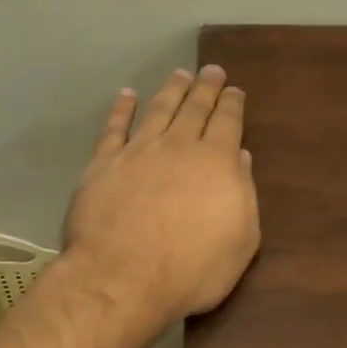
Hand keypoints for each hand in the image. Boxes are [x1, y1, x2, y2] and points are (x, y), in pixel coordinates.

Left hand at [63, 65, 260, 322]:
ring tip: (179, 74)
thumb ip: (243, 194)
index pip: (228, 122)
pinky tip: (126, 95)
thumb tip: (239, 158)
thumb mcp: (241, 239)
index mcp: (217, 162)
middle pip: (195, 108)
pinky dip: (120, 109)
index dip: (232, 104)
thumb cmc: (193, 267)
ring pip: (159, 110)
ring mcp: (138, 152)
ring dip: (171, 90)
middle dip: (206, 87)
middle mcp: (179, 146)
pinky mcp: (103, 164)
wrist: (123, 277)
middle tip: (212, 70)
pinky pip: (113, 128)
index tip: (234, 90)